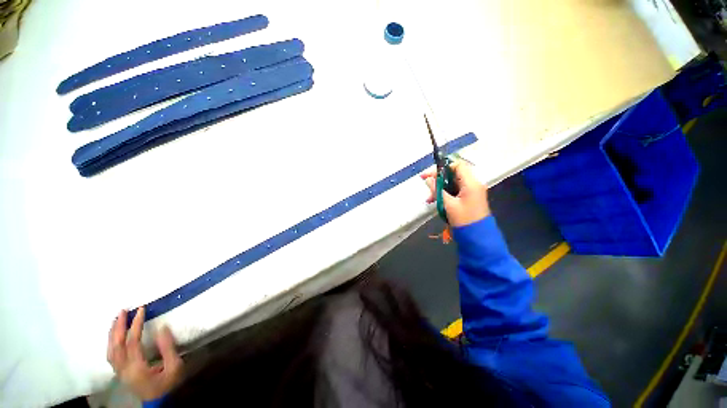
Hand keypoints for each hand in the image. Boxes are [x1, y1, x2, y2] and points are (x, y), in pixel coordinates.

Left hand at [107, 307, 183, 400]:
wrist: (159, 405)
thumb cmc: (167, 388)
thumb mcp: (174, 372)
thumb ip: (169, 351)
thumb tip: (162, 328)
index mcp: (138, 368)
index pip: (133, 341)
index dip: (136, 324)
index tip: (141, 310)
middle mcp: (125, 368)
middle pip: (117, 342)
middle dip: (120, 324)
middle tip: (124, 310)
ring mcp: (119, 371)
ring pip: (111, 347)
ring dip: (113, 331)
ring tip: (117, 319)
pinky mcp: (118, 373)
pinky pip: (109, 355)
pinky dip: (110, 342)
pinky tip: (112, 336)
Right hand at [421, 160, 490, 226]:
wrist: (478, 239)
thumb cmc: (464, 221)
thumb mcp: (449, 205)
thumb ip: (437, 190)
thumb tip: (428, 179)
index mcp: (471, 183)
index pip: (456, 165)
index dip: (441, 167)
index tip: (428, 175)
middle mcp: (474, 183)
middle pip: (454, 173)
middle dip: (439, 178)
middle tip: (426, 185)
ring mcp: (474, 191)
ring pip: (454, 183)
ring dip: (442, 187)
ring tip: (430, 199)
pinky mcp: (471, 198)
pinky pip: (457, 190)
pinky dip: (447, 193)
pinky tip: (437, 201)